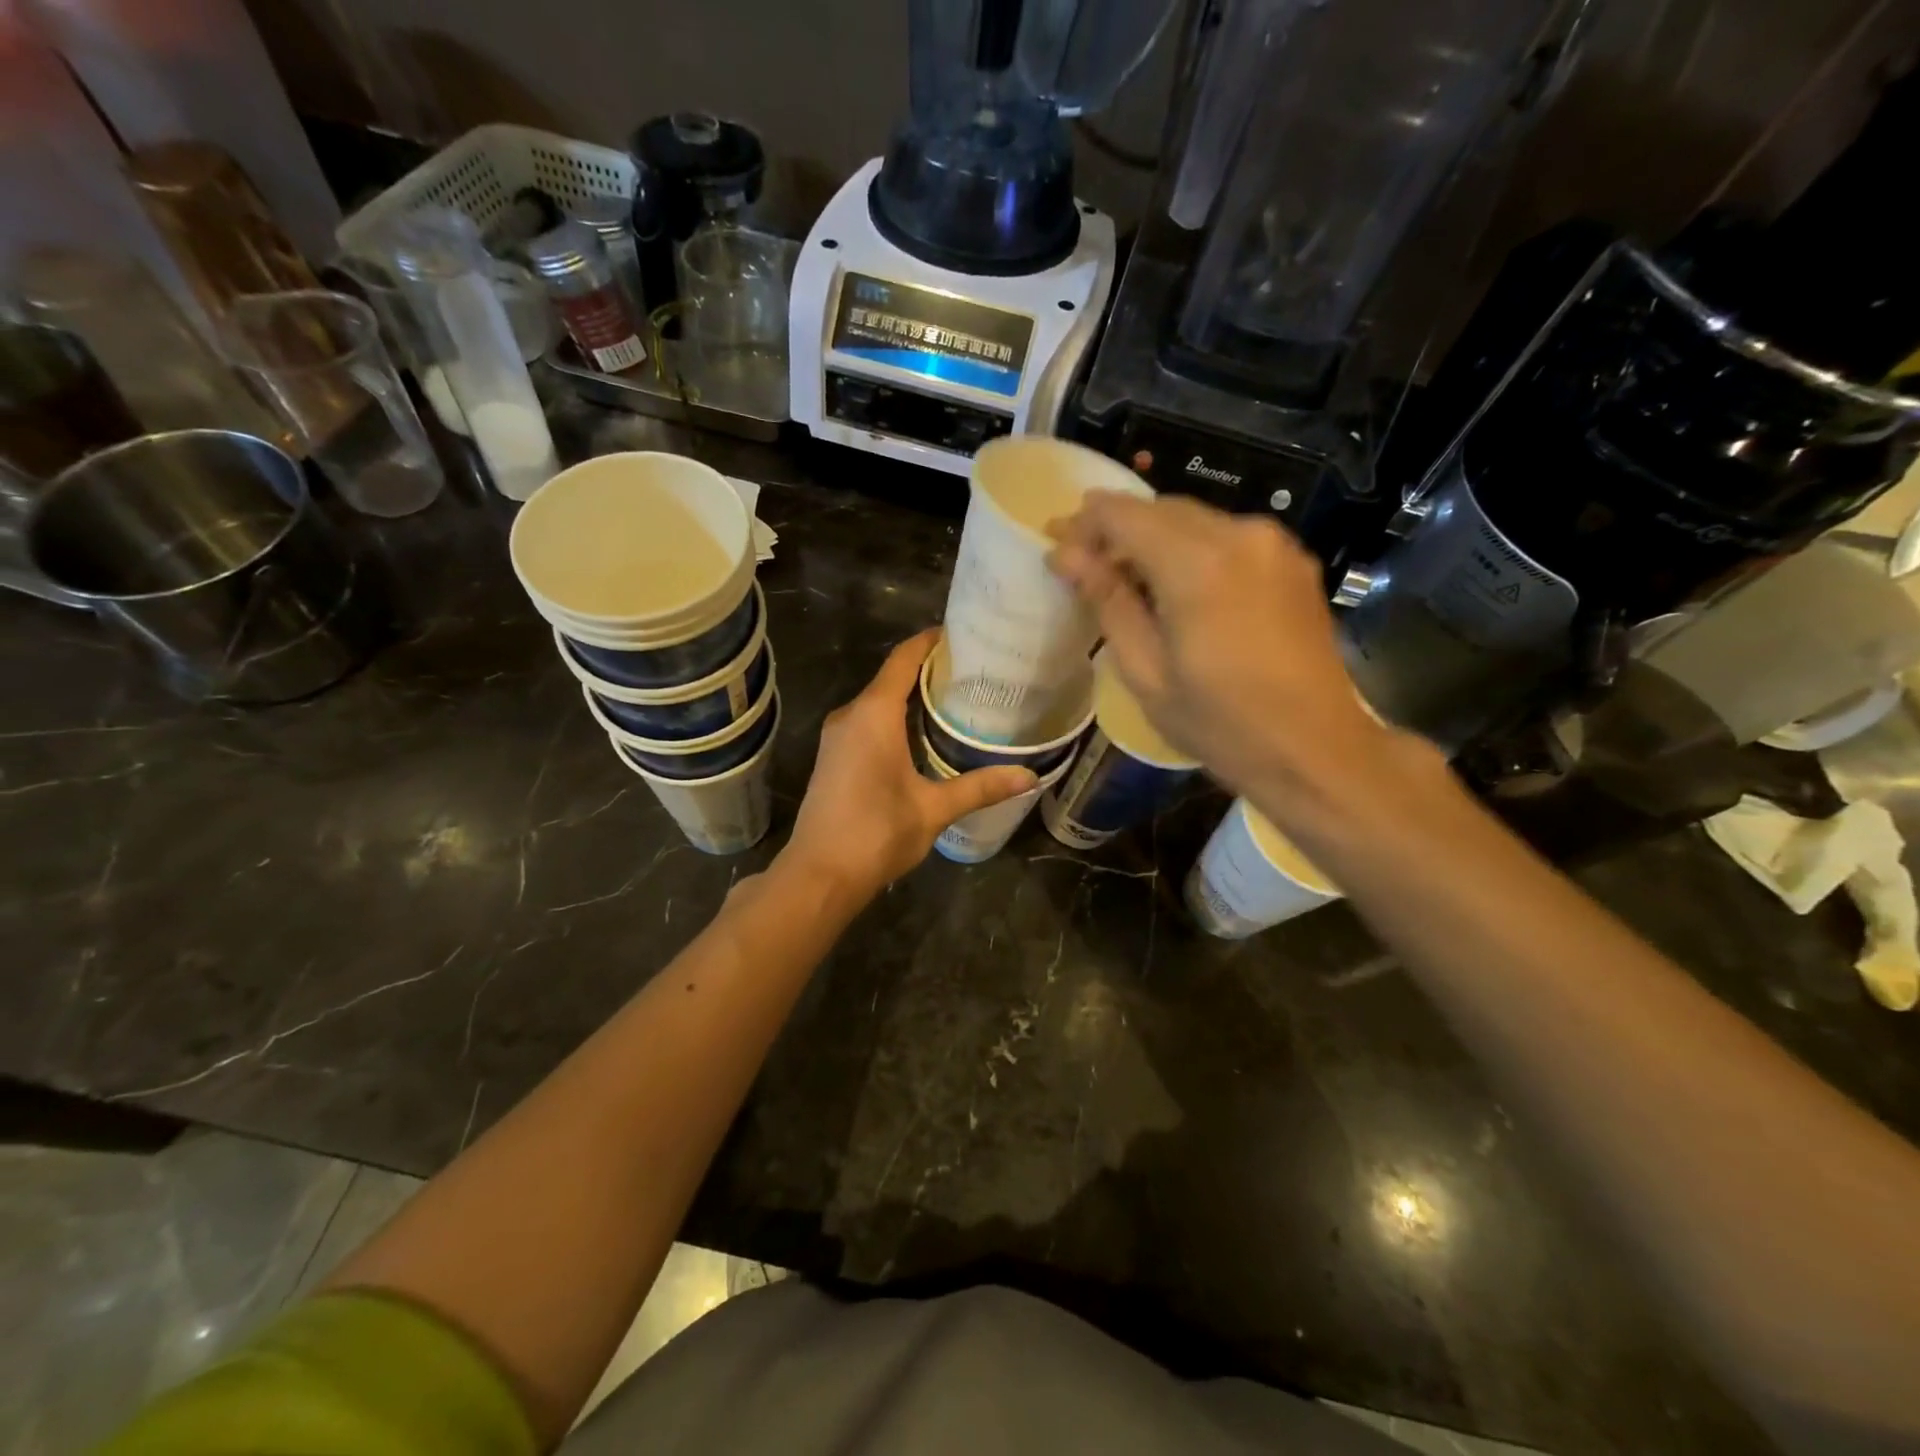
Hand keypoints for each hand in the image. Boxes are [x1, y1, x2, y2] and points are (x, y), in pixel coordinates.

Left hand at [780, 629, 1036, 902]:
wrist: (820, 874)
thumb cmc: (877, 833)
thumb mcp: (934, 809)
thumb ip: (980, 787)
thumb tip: (1030, 776)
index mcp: (874, 714)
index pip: (904, 659)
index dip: (930, 641)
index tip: (962, 633)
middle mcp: (851, 715)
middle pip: (892, 676)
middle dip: (929, 668)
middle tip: (975, 670)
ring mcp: (837, 736)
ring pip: (879, 700)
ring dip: (912, 695)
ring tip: (957, 696)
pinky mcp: (833, 755)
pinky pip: (868, 720)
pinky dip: (896, 716)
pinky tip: (924, 731)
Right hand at [1048, 492, 1393, 805]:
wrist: (1315, 749)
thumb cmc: (1220, 723)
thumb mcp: (1146, 672)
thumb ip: (1107, 601)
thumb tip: (1065, 554)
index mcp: (1197, 564)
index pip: (1122, 513)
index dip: (1083, 525)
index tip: (1059, 553)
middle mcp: (1239, 534)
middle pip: (1159, 509)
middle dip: (1116, 532)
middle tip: (1087, 572)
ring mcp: (1273, 543)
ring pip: (1194, 520)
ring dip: (1154, 541)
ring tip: (1131, 586)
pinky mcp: (1292, 560)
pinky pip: (1227, 537)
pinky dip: (1192, 551)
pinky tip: (1180, 592)